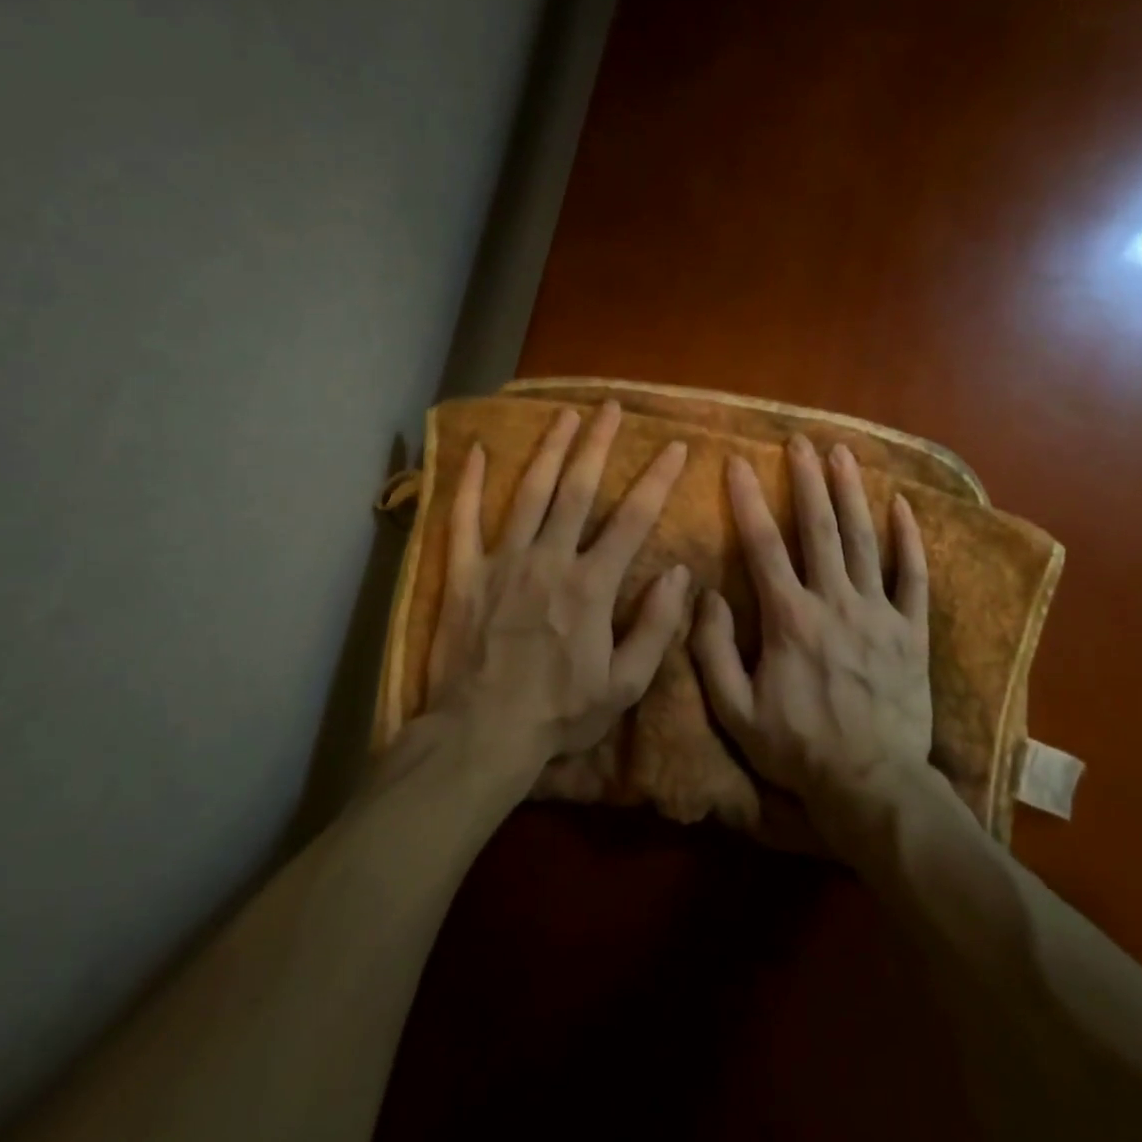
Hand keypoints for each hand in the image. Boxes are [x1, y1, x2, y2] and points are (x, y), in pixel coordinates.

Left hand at [426, 401, 692, 781]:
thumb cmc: (559, 713)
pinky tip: (473, 450)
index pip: (632, 520)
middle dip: (598, 444)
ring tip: (564, 414)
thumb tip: (678, 572)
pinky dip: (467, 484)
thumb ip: (656, 626)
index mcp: (591, 585)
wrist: (482, 734)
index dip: (657, 479)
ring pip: (528, 493)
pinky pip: (462, 520)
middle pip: (578, 490)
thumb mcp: (624, 684)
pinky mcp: (464, 574)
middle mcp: (549, 560)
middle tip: (611, 407)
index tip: (675, 446)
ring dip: (549, 450)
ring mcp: (502, 562)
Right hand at [690, 434, 933, 839]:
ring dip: (852, 493)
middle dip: (807, 480)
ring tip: (843, 453)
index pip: (763, 545)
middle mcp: (835, 602)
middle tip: (799, 441)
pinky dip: (909, 540)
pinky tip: (903, 506)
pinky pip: (913, 576)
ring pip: (864, 540)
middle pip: (819, 528)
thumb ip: (713, 650)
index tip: (738, 462)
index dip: (748, 501)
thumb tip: (706, 595)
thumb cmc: (798, 748)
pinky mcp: (911, 630)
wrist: (871, 785)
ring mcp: (879, 613)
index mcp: (789, 618)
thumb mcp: (735, 711)